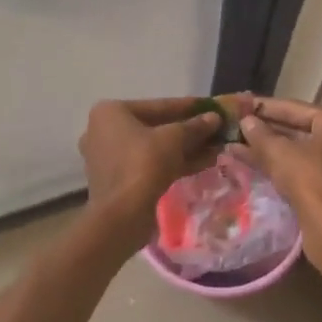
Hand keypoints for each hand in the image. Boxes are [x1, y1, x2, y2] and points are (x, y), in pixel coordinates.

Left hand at [78, 97, 232, 251]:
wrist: (122, 215)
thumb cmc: (144, 164)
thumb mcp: (174, 139)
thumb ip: (195, 126)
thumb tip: (215, 118)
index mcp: (110, 112)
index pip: (157, 105)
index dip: (188, 106)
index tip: (211, 106)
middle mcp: (104, 131)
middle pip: (155, 127)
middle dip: (188, 130)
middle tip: (216, 129)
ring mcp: (109, 157)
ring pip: (154, 148)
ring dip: (185, 148)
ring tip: (216, 147)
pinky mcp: (119, 180)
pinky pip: (149, 164)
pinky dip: (174, 162)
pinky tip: (204, 163)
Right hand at [230, 98, 321, 284]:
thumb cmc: (311, 182)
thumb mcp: (279, 153)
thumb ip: (260, 134)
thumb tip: (245, 121)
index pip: (295, 108)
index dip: (264, 107)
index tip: (239, 105)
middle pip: (299, 129)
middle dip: (266, 130)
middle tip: (236, 127)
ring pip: (300, 151)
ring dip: (270, 150)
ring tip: (237, 147)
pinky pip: (306, 168)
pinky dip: (283, 166)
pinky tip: (254, 166)